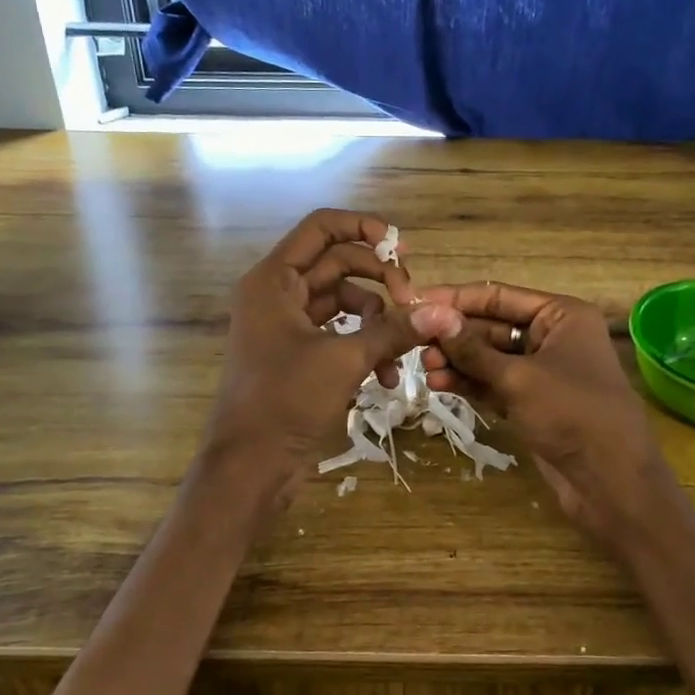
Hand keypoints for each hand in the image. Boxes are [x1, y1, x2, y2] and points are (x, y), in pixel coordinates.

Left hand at [205, 209, 462, 485]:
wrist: (250, 466)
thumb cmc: (286, 401)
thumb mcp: (345, 360)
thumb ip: (395, 329)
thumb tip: (445, 311)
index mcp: (274, 279)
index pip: (321, 228)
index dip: (364, 229)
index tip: (403, 249)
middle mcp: (278, 293)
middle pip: (339, 264)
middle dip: (380, 282)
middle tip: (413, 302)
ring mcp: (287, 325)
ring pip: (344, 303)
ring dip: (378, 322)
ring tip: (401, 352)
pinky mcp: (298, 355)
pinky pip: (339, 334)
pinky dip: (364, 348)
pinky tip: (386, 378)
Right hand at [419, 282, 669, 529]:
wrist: (611, 480)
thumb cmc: (571, 414)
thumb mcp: (518, 377)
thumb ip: (472, 349)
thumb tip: (430, 315)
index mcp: (561, 315)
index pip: (499, 296)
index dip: (456, 299)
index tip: (415, 301)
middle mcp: (553, 336)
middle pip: (492, 327)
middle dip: (454, 335)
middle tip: (414, 342)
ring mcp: (542, 372)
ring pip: (490, 358)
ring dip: (458, 361)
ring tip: (424, 368)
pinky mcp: (533, 403)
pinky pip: (495, 384)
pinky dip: (470, 383)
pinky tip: (440, 384)